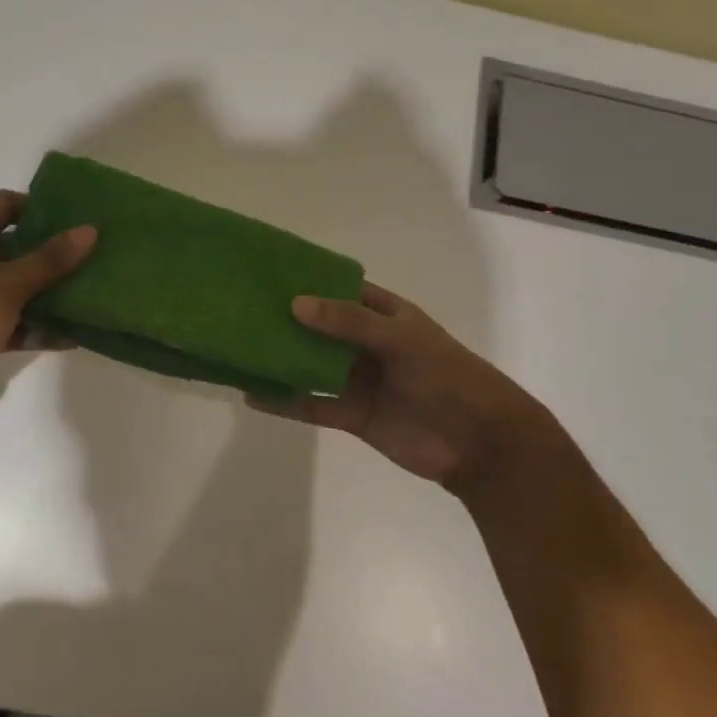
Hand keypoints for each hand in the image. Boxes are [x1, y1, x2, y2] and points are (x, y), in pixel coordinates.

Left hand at [0, 190, 94, 439]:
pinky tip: (71, 337)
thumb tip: (90, 229)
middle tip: (95, 258)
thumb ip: (51, 259)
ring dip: (48, 293)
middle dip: (53, 254)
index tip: (80, 222)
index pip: (6, 204)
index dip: (43, 209)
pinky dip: (33, 325)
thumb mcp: (9, 285)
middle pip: (14, 245)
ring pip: (14, 285)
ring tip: (91, 296)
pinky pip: (8, 318)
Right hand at [252, 283, 567, 490]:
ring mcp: (358, 380)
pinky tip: (253, 396)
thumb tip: (295, 304)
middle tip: (241, 310)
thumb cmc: (447, 377)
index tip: (269, 273)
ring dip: (281, 360)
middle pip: (320, 329)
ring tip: (239, 350)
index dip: (311, 282)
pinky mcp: (352, 415)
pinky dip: (284, 402)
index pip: (342, 290)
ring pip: (311, 366)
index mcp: (385, 316)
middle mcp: (367, 344)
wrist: (478, 443)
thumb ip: (349, 322)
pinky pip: (312, 404)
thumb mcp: (401, 339)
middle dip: (286, 321)